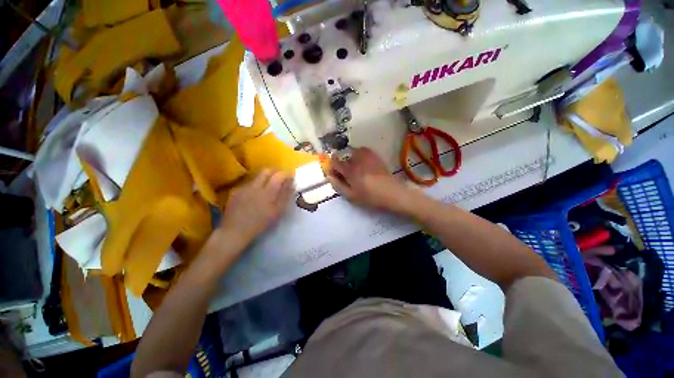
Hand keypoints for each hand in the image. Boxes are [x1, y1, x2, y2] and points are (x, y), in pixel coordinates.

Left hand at [218, 170, 293, 246]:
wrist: (235, 232)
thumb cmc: (260, 223)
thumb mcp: (277, 212)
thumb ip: (285, 196)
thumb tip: (292, 185)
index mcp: (267, 192)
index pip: (279, 175)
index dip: (286, 174)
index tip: (291, 176)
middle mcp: (255, 186)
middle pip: (266, 171)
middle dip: (274, 172)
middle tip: (280, 179)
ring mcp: (243, 187)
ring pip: (256, 177)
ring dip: (264, 180)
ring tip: (267, 189)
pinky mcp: (235, 191)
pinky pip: (248, 184)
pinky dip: (254, 187)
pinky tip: (253, 197)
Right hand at [328, 147, 412, 212]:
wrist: (391, 193)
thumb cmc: (370, 197)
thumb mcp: (351, 196)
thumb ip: (338, 185)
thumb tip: (329, 176)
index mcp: (349, 170)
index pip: (335, 162)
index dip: (332, 167)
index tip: (335, 173)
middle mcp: (357, 160)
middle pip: (343, 157)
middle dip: (342, 164)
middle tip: (346, 174)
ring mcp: (367, 156)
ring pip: (353, 151)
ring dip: (350, 158)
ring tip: (354, 168)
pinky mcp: (375, 156)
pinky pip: (363, 150)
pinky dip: (360, 154)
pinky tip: (363, 162)